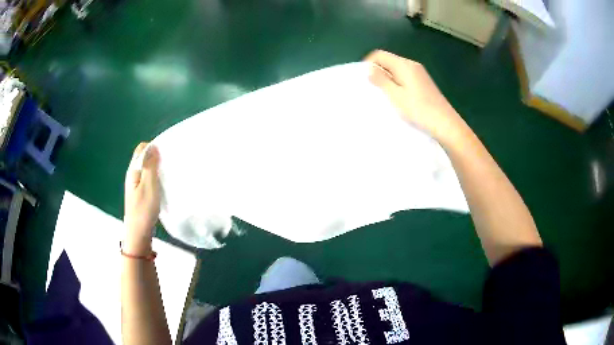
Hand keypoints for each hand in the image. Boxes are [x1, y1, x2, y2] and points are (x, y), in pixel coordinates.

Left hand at [123, 142, 160, 255]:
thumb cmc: (143, 210)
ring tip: (170, 172)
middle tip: (171, 162)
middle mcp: (133, 175)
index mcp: (133, 170)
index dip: (153, 146)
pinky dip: (157, 178)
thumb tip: (154, 146)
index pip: (141, 149)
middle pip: (144, 158)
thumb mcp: (148, 186)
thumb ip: (150, 166)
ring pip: (147, 169)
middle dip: (157, 156)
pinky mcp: (141, 194)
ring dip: (157, 168)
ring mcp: (136, 185)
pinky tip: (164, 184)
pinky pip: (149, 179)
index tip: (167, 152)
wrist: (138, 234)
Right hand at [364, 50, 465, 143]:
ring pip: (396, 69)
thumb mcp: (396, 96)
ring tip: (383, 94)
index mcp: (404, 65)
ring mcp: (419, 73)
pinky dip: (397, 82)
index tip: (363, 78)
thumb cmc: (419, 110)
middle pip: (389, 60)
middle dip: (377, 71)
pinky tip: (397, 96)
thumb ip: (381, 81)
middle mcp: (412, 65)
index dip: (369, 63)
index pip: (380, 54)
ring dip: (387, 78)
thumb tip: (369, 69)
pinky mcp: (424, 82)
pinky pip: (405, 76)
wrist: (446, 124)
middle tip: (371, 88)